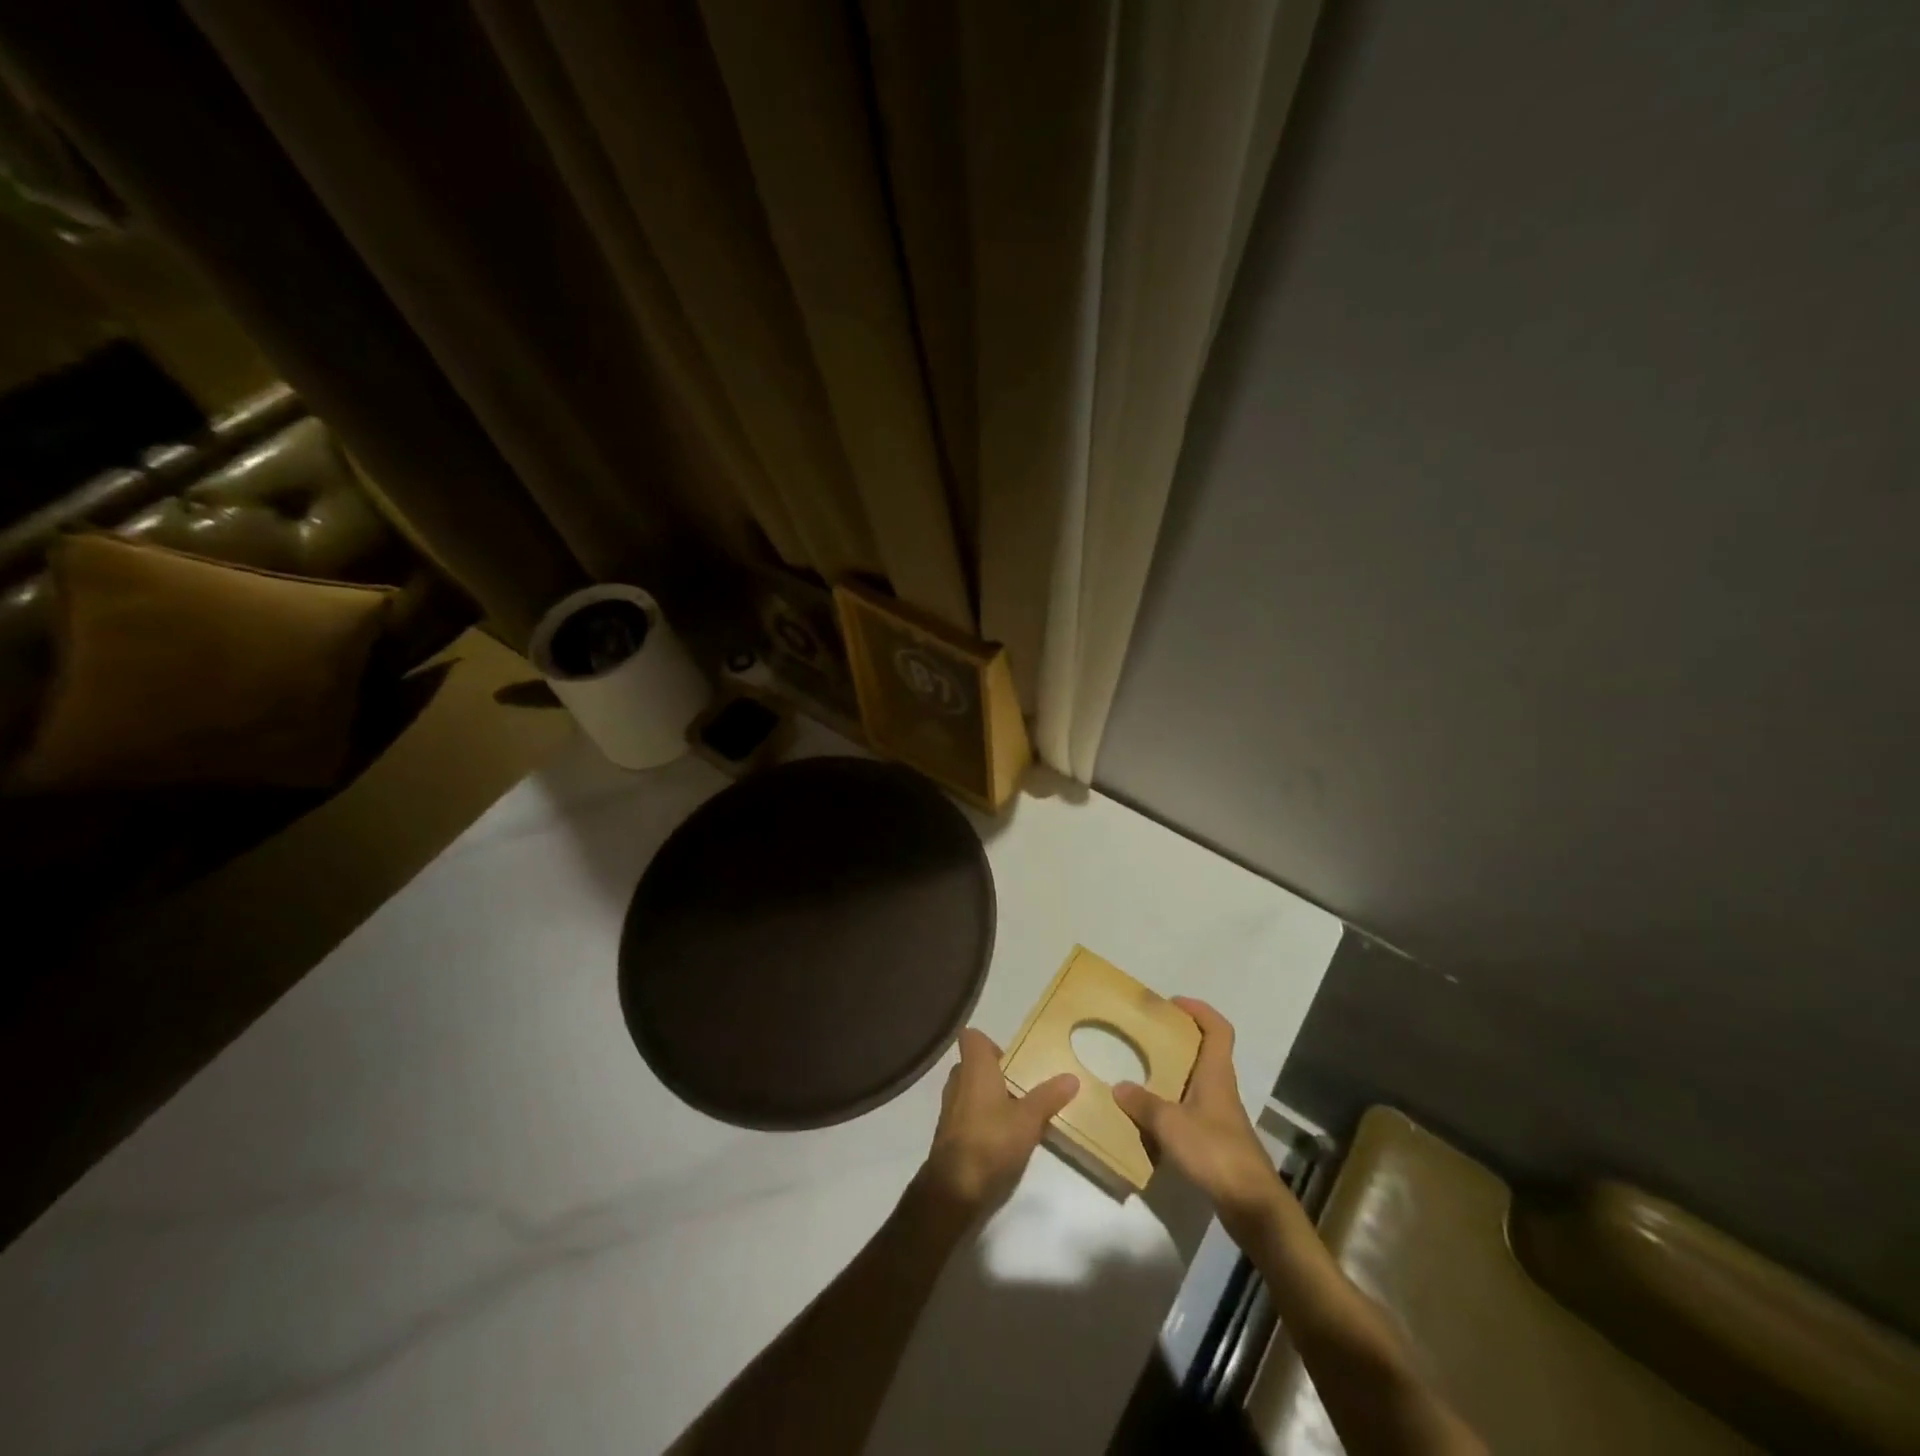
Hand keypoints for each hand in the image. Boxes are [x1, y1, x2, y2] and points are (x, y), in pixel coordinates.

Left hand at [917, 1028, 1077, 1218]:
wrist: (955, 1190)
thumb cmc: (992, 1140)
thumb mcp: (1029, 1119)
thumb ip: (1049, 1097)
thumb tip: (1072, 1077)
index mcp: (974, 1068)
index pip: (972, 1038)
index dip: (990, 1043)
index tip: (1013, 1058)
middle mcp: (957, 1082)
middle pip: (973, 1065)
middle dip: (996, 1074)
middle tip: (1023, 1087)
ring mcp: (949, 1110)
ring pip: (970, 1092)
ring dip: (990, 1099)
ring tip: (1019, 1114)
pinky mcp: (949, 1135)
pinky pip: (967, 1116)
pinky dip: (983, 1120)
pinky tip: (1004, 1139)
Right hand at [1114, 998, 1287, 1245]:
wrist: (1252, 1206)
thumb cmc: (1215, 1152)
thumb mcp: (1170, 1124)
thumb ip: (1143, 1104)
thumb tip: (1119, 1087)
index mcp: (1216, 1074)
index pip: (1218, 1030)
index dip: (1199, 1010)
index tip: (1173, 1004)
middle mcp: (1221, 1089)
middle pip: (1206, 1053)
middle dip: (1179, 1041)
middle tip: (1148, 1036)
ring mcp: (1221, 1116)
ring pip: (1197, 1083)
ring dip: (1174, 1075)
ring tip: (1141, 1073)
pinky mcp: (1218, 1141)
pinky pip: (1192, 1110)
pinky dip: (1173, 1107)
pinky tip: (1151, 1118)